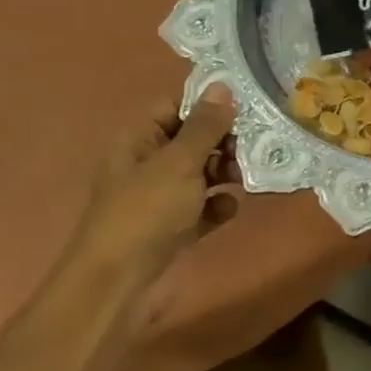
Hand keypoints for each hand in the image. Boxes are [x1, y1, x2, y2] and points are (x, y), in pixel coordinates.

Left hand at [65, 85, 238, 282]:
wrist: (121, 284)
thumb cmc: (146, 213)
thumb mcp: (178, 163)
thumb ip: (205, 126)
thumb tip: (223, 86)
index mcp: (139, 140)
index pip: (174, 107)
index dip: (206, 105)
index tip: (244, 107)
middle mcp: (150, 165)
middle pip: (193, 140)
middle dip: (223, 141)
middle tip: (249, 147)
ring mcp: (163, 198)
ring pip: (203, 173)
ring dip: (226, 173)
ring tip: (243, 178)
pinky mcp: (178, 228)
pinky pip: (206, 207)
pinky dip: (219, 206)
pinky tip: (228, 210)